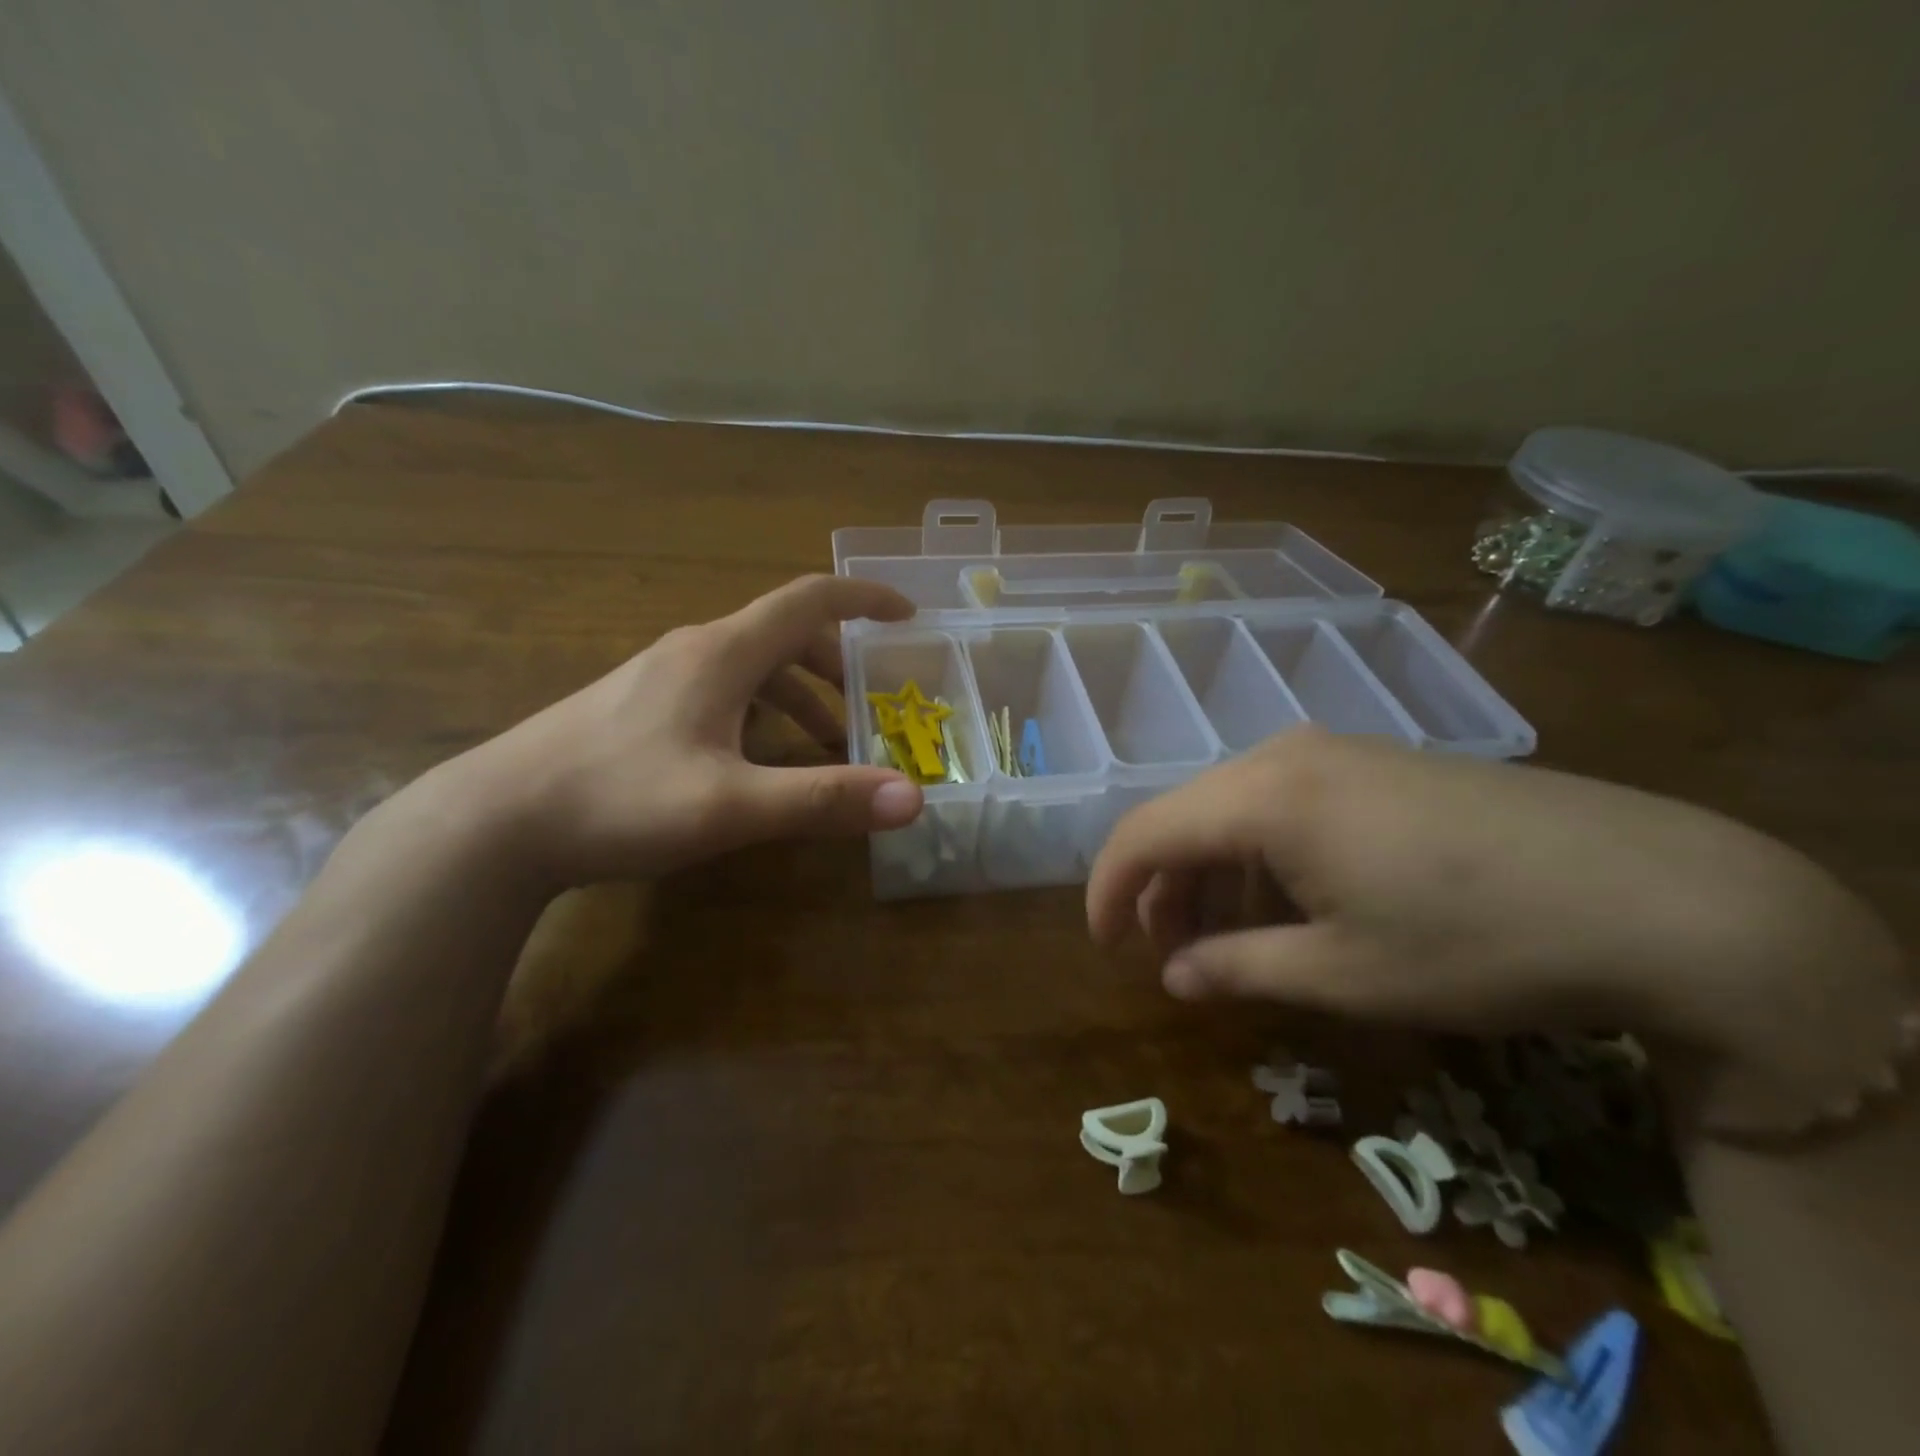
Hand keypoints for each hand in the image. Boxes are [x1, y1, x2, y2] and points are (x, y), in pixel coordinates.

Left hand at [453, 575, 924, 884]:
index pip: (809, 600)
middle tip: (870, 710)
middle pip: (783, 636)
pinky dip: (760, 715)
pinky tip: (756, 762)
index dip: (864, 599)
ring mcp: (659, 677)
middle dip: (837, 668)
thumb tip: (914, 798)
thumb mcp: (732, 805)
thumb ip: (824, 799)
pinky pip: (720, 693)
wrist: (493, 822)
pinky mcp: (636, 706)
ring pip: (751, 669)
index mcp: (722, 653)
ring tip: (826, 749)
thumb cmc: (618, 799)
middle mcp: (693, 650)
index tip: (907, 616)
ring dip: (799, 699)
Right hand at [1086, 729, 1908, 1124]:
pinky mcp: (1376, 764)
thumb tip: (1173, 977)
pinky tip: (1292, 905)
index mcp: (1265, 797)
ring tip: (1230, 942)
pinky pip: (1282, 804)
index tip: (1102, 946)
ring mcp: (1336, 752)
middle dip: (1162, 889)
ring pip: (1232, 809)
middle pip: (1185, 816)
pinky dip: (1260, 857)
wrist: (1661, 895)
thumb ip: (1238, 969)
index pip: (1146, 833)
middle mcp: (1286, 756)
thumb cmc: (1479, 940)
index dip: (1109, 889)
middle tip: (1171, 959)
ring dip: (1212, 874)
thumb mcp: (1344, 973)